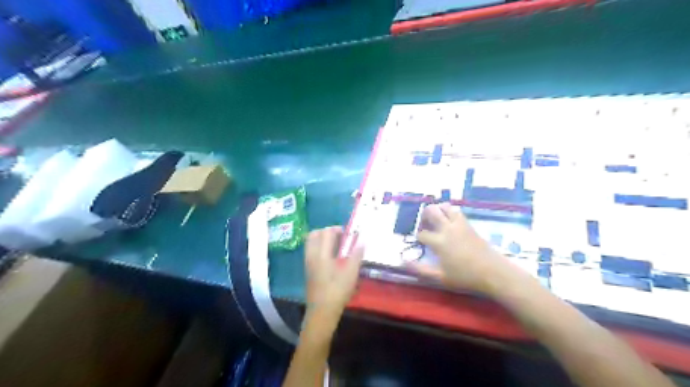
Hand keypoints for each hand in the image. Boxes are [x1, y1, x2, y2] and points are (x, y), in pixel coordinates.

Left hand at [304, 225, 363, 318]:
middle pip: (314, 234)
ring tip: (336, 246)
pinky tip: (331, 257)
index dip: (337, 229)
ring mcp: (308, 263)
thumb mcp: (351, 273)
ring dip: (322, 239)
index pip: (326, 232)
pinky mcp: (308, 270)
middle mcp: (312, 255)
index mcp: (321, 254)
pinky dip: (319, 247)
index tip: (348, 234)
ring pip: (311, 243)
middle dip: (326, 231)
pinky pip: (311, 251)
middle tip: (339, 237)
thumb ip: (356, 255)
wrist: (322, 312)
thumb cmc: (337, 291)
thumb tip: (362, 241)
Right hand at [408, 204, 510, 291]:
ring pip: (444, 207)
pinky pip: (456, 211)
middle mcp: (447, 229)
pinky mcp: (469, 224)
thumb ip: (420, 270)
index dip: (418, 237)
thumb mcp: (441, 277)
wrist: (494, 272)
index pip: (422, 234)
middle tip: (424, 225)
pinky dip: (449, 212)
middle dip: (424, 216)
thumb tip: (403, 262)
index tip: (420, 243)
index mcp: (439, 242)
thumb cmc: (466, 277)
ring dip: (437, 210)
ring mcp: (459, 224)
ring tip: (436, 220)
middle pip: (431, 211)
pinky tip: (449, 221)